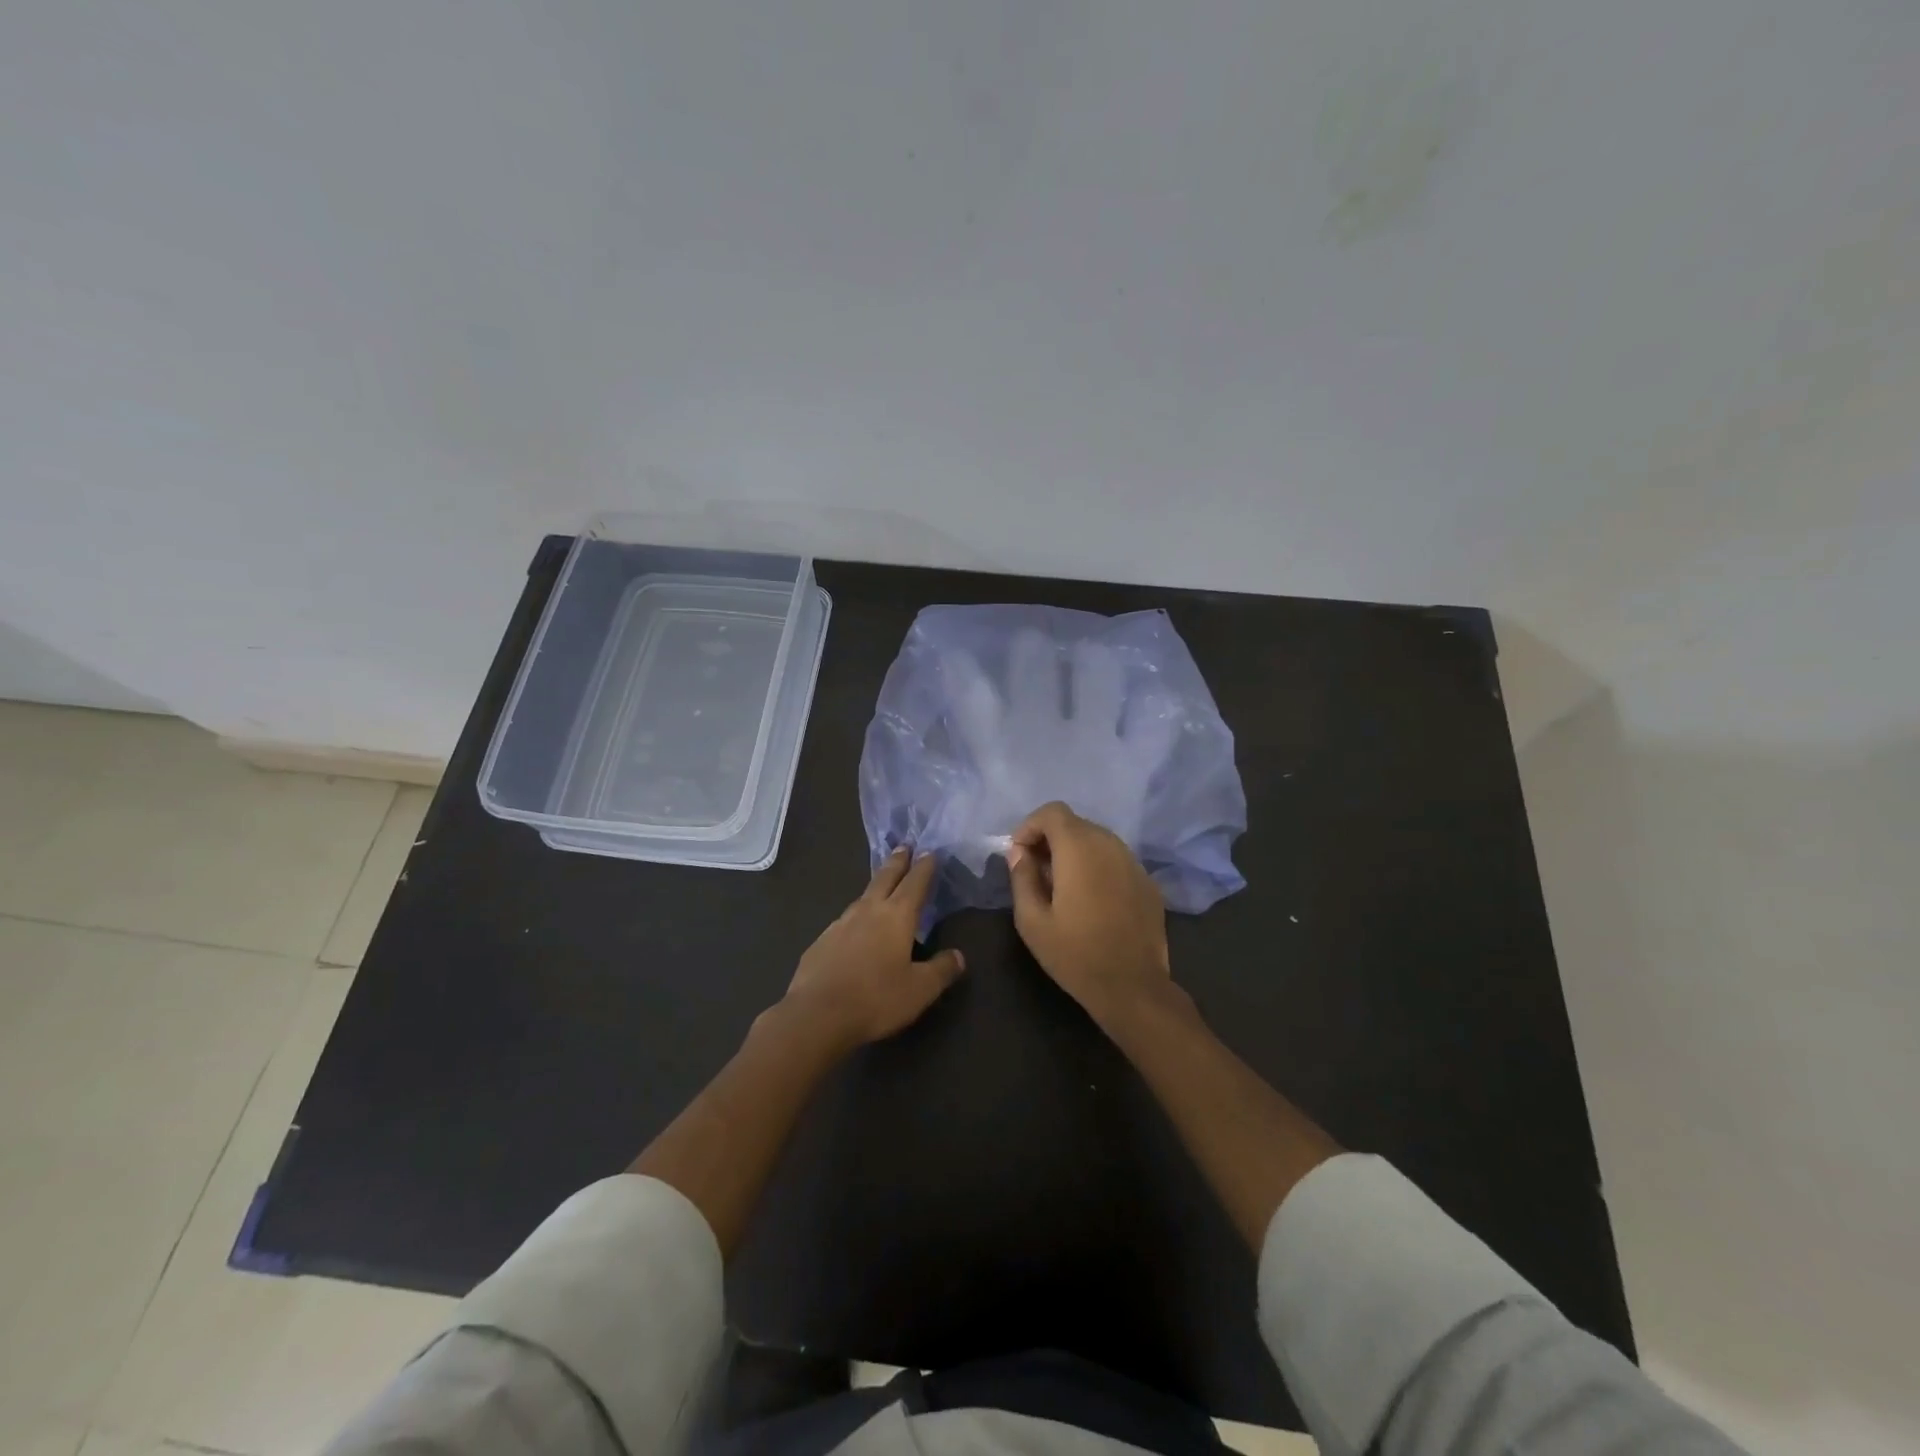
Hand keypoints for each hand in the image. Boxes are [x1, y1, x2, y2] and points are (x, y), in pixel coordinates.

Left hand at [782, 848, 965, 1050]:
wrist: (816, 1015)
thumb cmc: (876, 999)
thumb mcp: (920, 990)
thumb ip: (942, 970)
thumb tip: (958, 955)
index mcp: (896, 916)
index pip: (915, 883)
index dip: (924, 867)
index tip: (930, 852)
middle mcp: (868, 911)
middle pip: (885, 878)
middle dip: (897, 862)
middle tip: (904, 846)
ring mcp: (840, 924)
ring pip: (862, 897)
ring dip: (876, 887)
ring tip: (882, 886)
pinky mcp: (821, 941)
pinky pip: (844, 921)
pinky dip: (856, 917)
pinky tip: (855, 930)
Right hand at [1007, 801, 1174, 1026]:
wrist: (1133, 988)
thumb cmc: (1075, 954)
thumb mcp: (1032, 921)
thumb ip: (1022, 877)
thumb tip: (1019, 852)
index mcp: (1079, 849)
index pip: (1052, 812)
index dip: (1030, 826)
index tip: (1019, 855)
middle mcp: (1110, 845)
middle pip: (1075, 824)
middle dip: (1051, 840)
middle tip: (1036, 872)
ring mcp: (1134, 863)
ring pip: (1098, 841)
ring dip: (1075, 853)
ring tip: (1062, 887)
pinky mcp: (1148, 882)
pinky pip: (1116, 861)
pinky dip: (1098, 868)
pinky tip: (1092, 901)